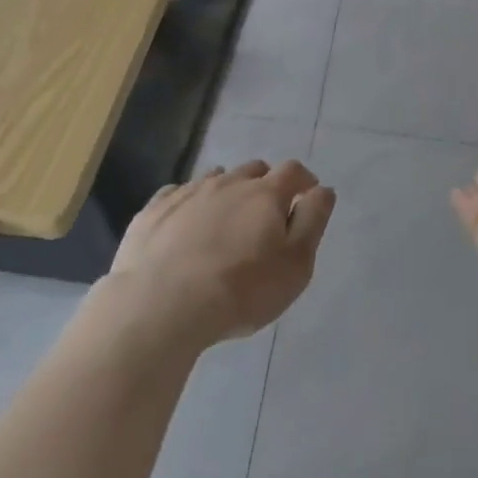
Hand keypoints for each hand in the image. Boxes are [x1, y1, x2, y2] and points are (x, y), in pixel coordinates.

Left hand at [106, 160, 335, 347]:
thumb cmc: (240, 291)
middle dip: (264, 185)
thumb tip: (323, 190)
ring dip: (226, 192)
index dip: (304, 180)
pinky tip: (183, 226)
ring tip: (224, 221)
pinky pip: (176, 194)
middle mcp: (229, 182)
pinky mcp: (154, 211)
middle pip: (254, 170)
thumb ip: (313, 222)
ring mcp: (188, 193)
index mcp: (265, 194)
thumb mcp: (295, 266)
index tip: (307, 195)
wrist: (160, 307)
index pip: (293, 171)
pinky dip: (187, 204)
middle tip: (264, 215)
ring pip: (216, 178)